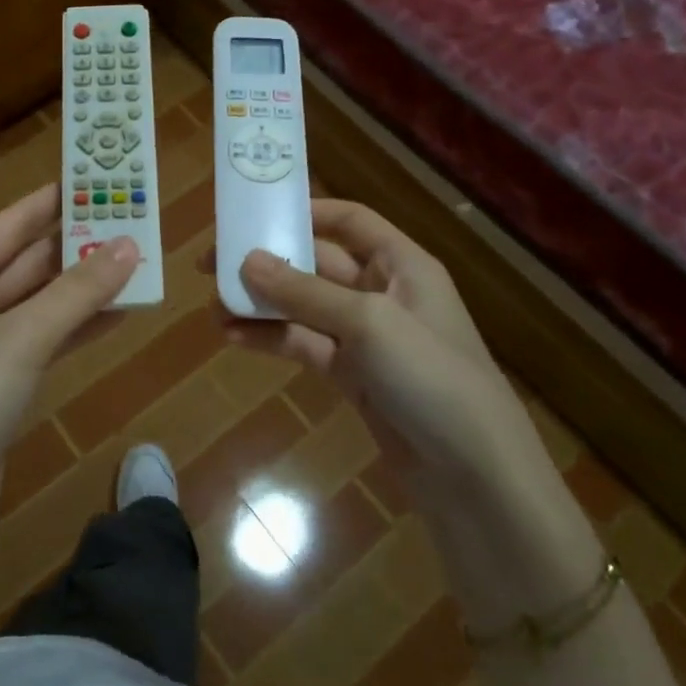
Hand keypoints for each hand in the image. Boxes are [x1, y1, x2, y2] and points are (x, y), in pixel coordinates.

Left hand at [0, 184, 138, 554]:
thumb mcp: (21, 338)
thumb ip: (77, 291)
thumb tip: (130, 246)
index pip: (6, 226)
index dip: (49, 202)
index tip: (92, 178)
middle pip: (27, 263)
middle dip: (76, 245)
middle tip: (129, 219)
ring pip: (42, 303)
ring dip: (84, 286)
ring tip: (137, 261)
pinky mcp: (1, 383)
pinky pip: (47, 340)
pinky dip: (80, 326)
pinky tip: (121, 311)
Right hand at [227, 200, 536, 495]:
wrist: (473, 473)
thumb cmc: (430, 376)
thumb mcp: (369, 323)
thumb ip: (305, 292)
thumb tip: (247, 260)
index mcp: (401, 264)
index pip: (350, 221)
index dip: (306, 212)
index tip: (254, 215)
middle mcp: (382, 293)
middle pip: (317, 264)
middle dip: (269, 263)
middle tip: (213, 264)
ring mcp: (365, 337)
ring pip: (304, 308)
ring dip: (262, 304)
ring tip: (215, 306)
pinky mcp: (352, 376)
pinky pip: (304, 345)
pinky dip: (272, 339)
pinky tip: (234, 338)